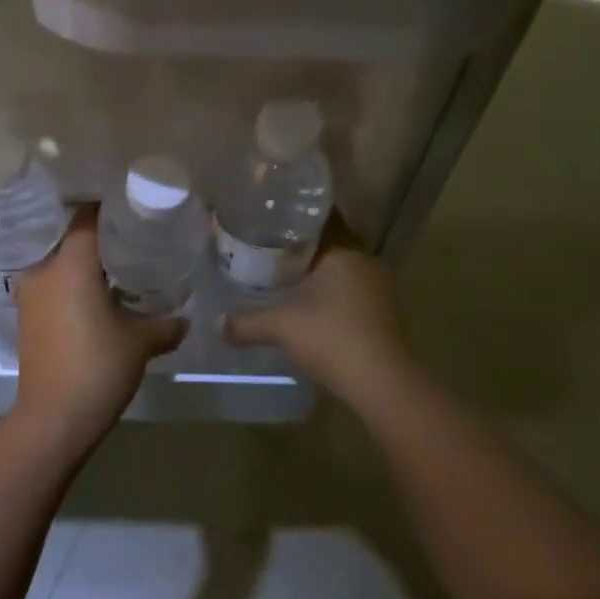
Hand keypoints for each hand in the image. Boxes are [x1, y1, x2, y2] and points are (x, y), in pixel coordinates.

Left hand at [10, 210, 187, 457]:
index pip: (87, 217)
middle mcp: (44, 270)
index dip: (109, 209)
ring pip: (58, 263)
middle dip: (97, 237)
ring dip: (81, 263)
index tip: (131, 209)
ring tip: (113, 267)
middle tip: (129, 238)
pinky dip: (69, 284)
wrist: (53, 418)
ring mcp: (30, 295)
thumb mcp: (140, 343)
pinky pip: (51, 285)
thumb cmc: (98, 367)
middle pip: (70, 238)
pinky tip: (93, 297)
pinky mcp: (25, 317)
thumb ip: (165, 324)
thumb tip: (185, 320)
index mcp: (70, 263)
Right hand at [223, 223, 414, 412]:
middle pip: (329, 241)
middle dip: (299, 244)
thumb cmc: (331, 337)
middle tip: (266, 246)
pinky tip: (306, 305)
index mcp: (344, 248)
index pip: (320, 215)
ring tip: (281, 275)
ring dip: (315, 271)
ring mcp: (378, 287)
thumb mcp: (279, 326)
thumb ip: (245, 322)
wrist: (381, 384)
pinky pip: (349, 289)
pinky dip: (329, 292)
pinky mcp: (382, 312)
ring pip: (340, 267)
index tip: (267, 217)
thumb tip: (217, 322)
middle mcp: (364, 260)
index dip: (293, 214)